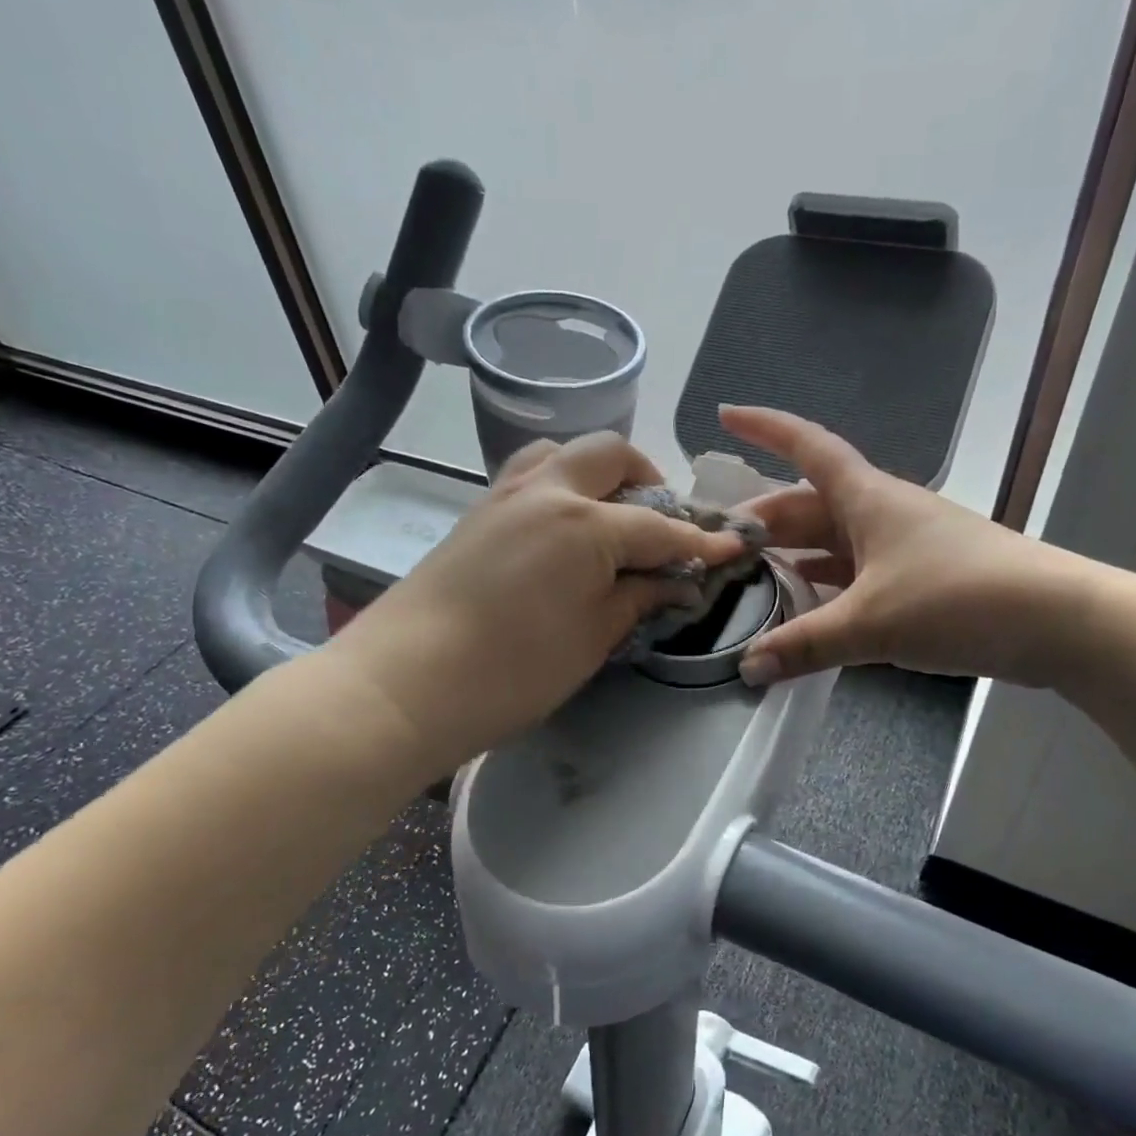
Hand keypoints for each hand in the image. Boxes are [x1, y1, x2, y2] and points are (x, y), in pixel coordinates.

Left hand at [323, 433, 745, 775]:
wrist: (403, 683)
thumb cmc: (511, 671)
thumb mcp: (591, 639)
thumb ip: (637, 598)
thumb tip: (675, 580)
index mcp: (586, 523)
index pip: (660, 525)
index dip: (700, 540)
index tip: (732, 548)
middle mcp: (548, 491)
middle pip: (610, 454)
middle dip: (648, 478)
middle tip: (661, 523)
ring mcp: (505, 495)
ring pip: (563, 452)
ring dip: (598, 471)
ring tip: (611, 514)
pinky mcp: (477, 511)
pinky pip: (531, 474)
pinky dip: (561, 483)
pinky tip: (564, 529)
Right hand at [721, 407, 1100, 687]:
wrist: (1057, 620)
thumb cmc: (958, 598)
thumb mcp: (871, 624)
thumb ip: (805, 645)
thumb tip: (748, 669)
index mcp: (866, 498)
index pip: (806, 447)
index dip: (763, 428)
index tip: (724, 416)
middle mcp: (881, 511)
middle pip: (808, 504)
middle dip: (763, 519)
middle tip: (718, 544)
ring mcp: (902, 545)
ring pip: (832, 541)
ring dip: (793, 556)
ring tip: (749, 578)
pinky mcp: (919, 579)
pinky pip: (856, 574)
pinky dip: (826, 588)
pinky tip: (805, 610)